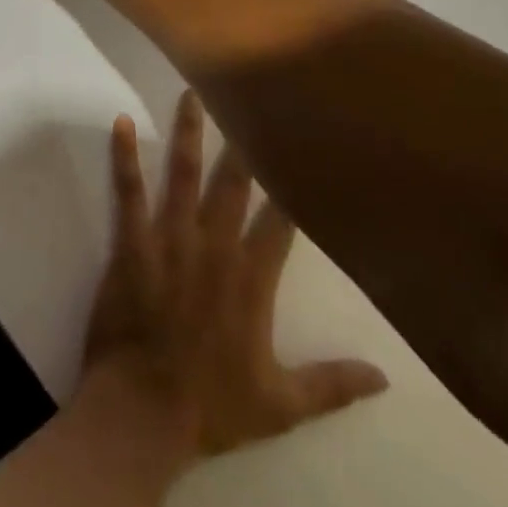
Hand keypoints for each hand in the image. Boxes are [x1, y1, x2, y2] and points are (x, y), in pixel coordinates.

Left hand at [82, 90, 388, 463]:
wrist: (142, 414)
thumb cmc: (212, 406)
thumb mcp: (282, 405)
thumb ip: (333, 385)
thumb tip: (387, 377)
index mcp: (251, 278)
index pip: (280, 220)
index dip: (293, 182)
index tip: (306, 145)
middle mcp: (214, 247)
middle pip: (233, 183)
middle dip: (243, 139)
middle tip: (246, 93)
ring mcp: (170, 240)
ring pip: (183, 175)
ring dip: (188, 133)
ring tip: (189, 92)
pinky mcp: (132, 243)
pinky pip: (129, 193)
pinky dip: (123, 157)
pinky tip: (120, 123)